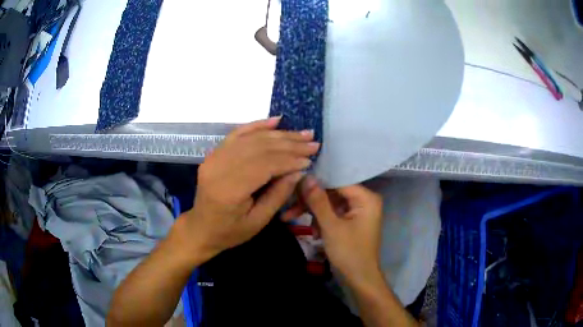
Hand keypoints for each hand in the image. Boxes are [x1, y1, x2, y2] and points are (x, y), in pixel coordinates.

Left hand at [178, 117, 319, 261]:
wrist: (201, 228)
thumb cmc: (230, 231)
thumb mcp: (258, 221)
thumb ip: (278, 195)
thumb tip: (299, 170)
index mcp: (229, 190)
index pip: (265, 165)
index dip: (289, 160)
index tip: (310, 158)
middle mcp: (219, 168)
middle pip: (259, 148)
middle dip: (289, 144)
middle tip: (312, 142)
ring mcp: (214, 158)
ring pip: (251, 138)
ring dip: (279, 134)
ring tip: (302, 133)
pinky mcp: (214, 153)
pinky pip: (237, 134)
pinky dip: (257, 125)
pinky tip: (276, 121)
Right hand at [284, 176, 383, 286]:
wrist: (359, 280)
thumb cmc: (349, 252)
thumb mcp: (331, 226)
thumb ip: (318, 201)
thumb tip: (306, 177)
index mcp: (366, 198)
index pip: (338, 180)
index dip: (316, 182)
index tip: (294, 184)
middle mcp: (364, 201)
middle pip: (332, 192)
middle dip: (311, 201)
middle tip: (289, 206)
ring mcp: (357, 212)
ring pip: (330, 204)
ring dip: (313, 213)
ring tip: (293, 219)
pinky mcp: (350, 222)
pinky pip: (332, 214)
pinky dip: (321, 221)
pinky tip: (314, 233)